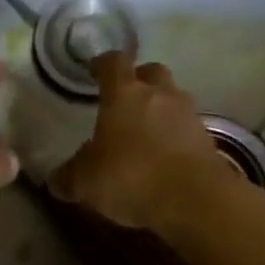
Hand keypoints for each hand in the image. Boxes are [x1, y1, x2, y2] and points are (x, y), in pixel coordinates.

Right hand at [52, 52, 230, 230]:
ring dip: (161, 109)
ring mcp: (189, 115)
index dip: (102, 64)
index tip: (94, 70)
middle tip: (125, 98)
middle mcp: (160, 94)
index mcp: (124, 93)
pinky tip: (165, 158)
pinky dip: (176, 136)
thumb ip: (69, 176)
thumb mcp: (86, 181)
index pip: (113, 63)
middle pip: (152, 72)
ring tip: (145, 132)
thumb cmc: (131, 177)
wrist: (196, 201)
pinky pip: (187, 129)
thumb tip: (55, 180)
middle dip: (139, 80)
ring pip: (173, 99)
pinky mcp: (209, 140)